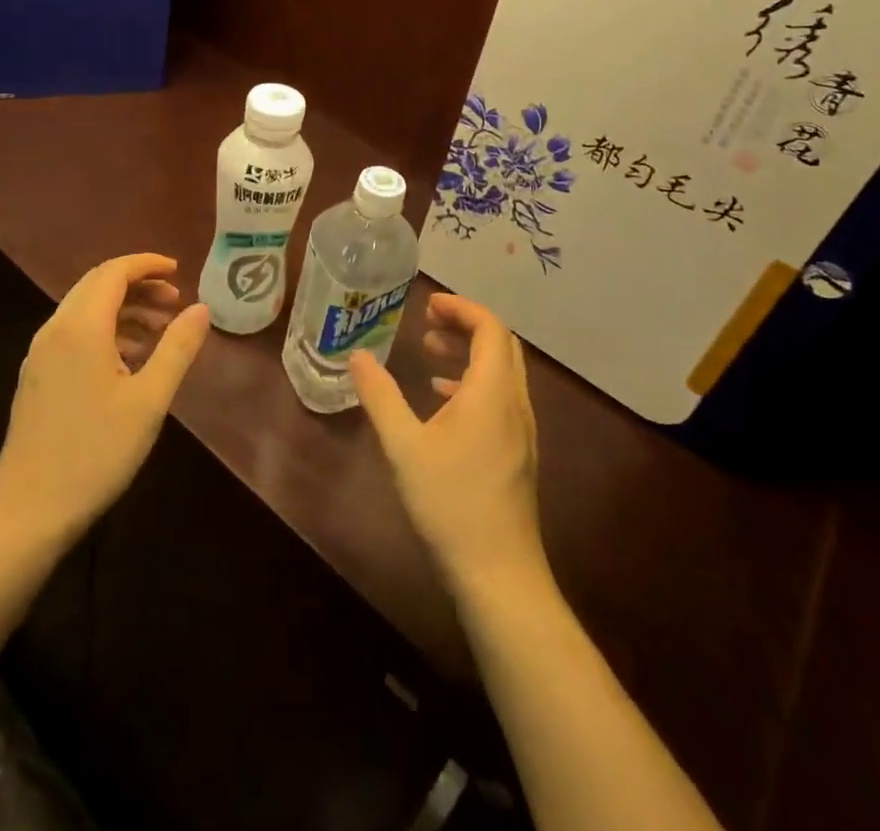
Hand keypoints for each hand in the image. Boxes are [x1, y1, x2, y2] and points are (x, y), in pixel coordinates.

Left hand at [0, 254, 208, 547]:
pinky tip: (130, 361)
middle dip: (138, 285)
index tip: (179, 270)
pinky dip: (106, 331)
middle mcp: (55, 330)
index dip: (147, 265)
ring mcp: (40, 354)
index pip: (113, 272)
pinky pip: (74, 334)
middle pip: (97, 285)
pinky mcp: (36, 377)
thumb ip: (177, 348)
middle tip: (175, 301)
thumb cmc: (95, 452)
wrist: (27, 511)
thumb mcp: (149, 400)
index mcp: (80, 327)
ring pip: (85, 310)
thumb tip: (201, 308)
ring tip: (161, 332)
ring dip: (123, 310)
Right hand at [350, 293, 546, 597]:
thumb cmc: (450, 503)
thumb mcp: (404, 446)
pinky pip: (500, 397)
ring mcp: (521, 431)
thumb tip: (358, 356)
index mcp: (492, 392)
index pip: (489, 328)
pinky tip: (442, 401)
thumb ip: (380, 396)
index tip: (427, 305)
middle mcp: (514, 403)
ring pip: (501, 372)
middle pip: (500, 345)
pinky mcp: (517, 453)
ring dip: (469, 353)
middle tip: (427, 323)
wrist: (499, 574)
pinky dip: (474, 383)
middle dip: (465, 325)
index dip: (461, 308)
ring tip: (429, 353)